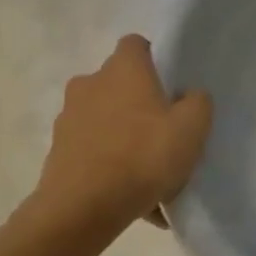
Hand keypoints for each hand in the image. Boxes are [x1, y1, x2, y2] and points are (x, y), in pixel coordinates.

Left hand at [28, 35, 211, 248]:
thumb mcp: (192, 127)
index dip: (155, 60)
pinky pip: (95, 154)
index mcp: (122, 69)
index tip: (171, 86)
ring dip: (126, 140)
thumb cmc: (143, 156)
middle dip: (140, 104)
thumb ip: (198, 102)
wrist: (82, 210)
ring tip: (151, 176)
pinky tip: (134, 200)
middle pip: (120, 85)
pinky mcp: (58, 153)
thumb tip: (189, 96)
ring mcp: (68, 119)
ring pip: (107, 122)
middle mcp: (89, 84)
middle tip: (165, 133)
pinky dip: (111, 169)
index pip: (137, 45)